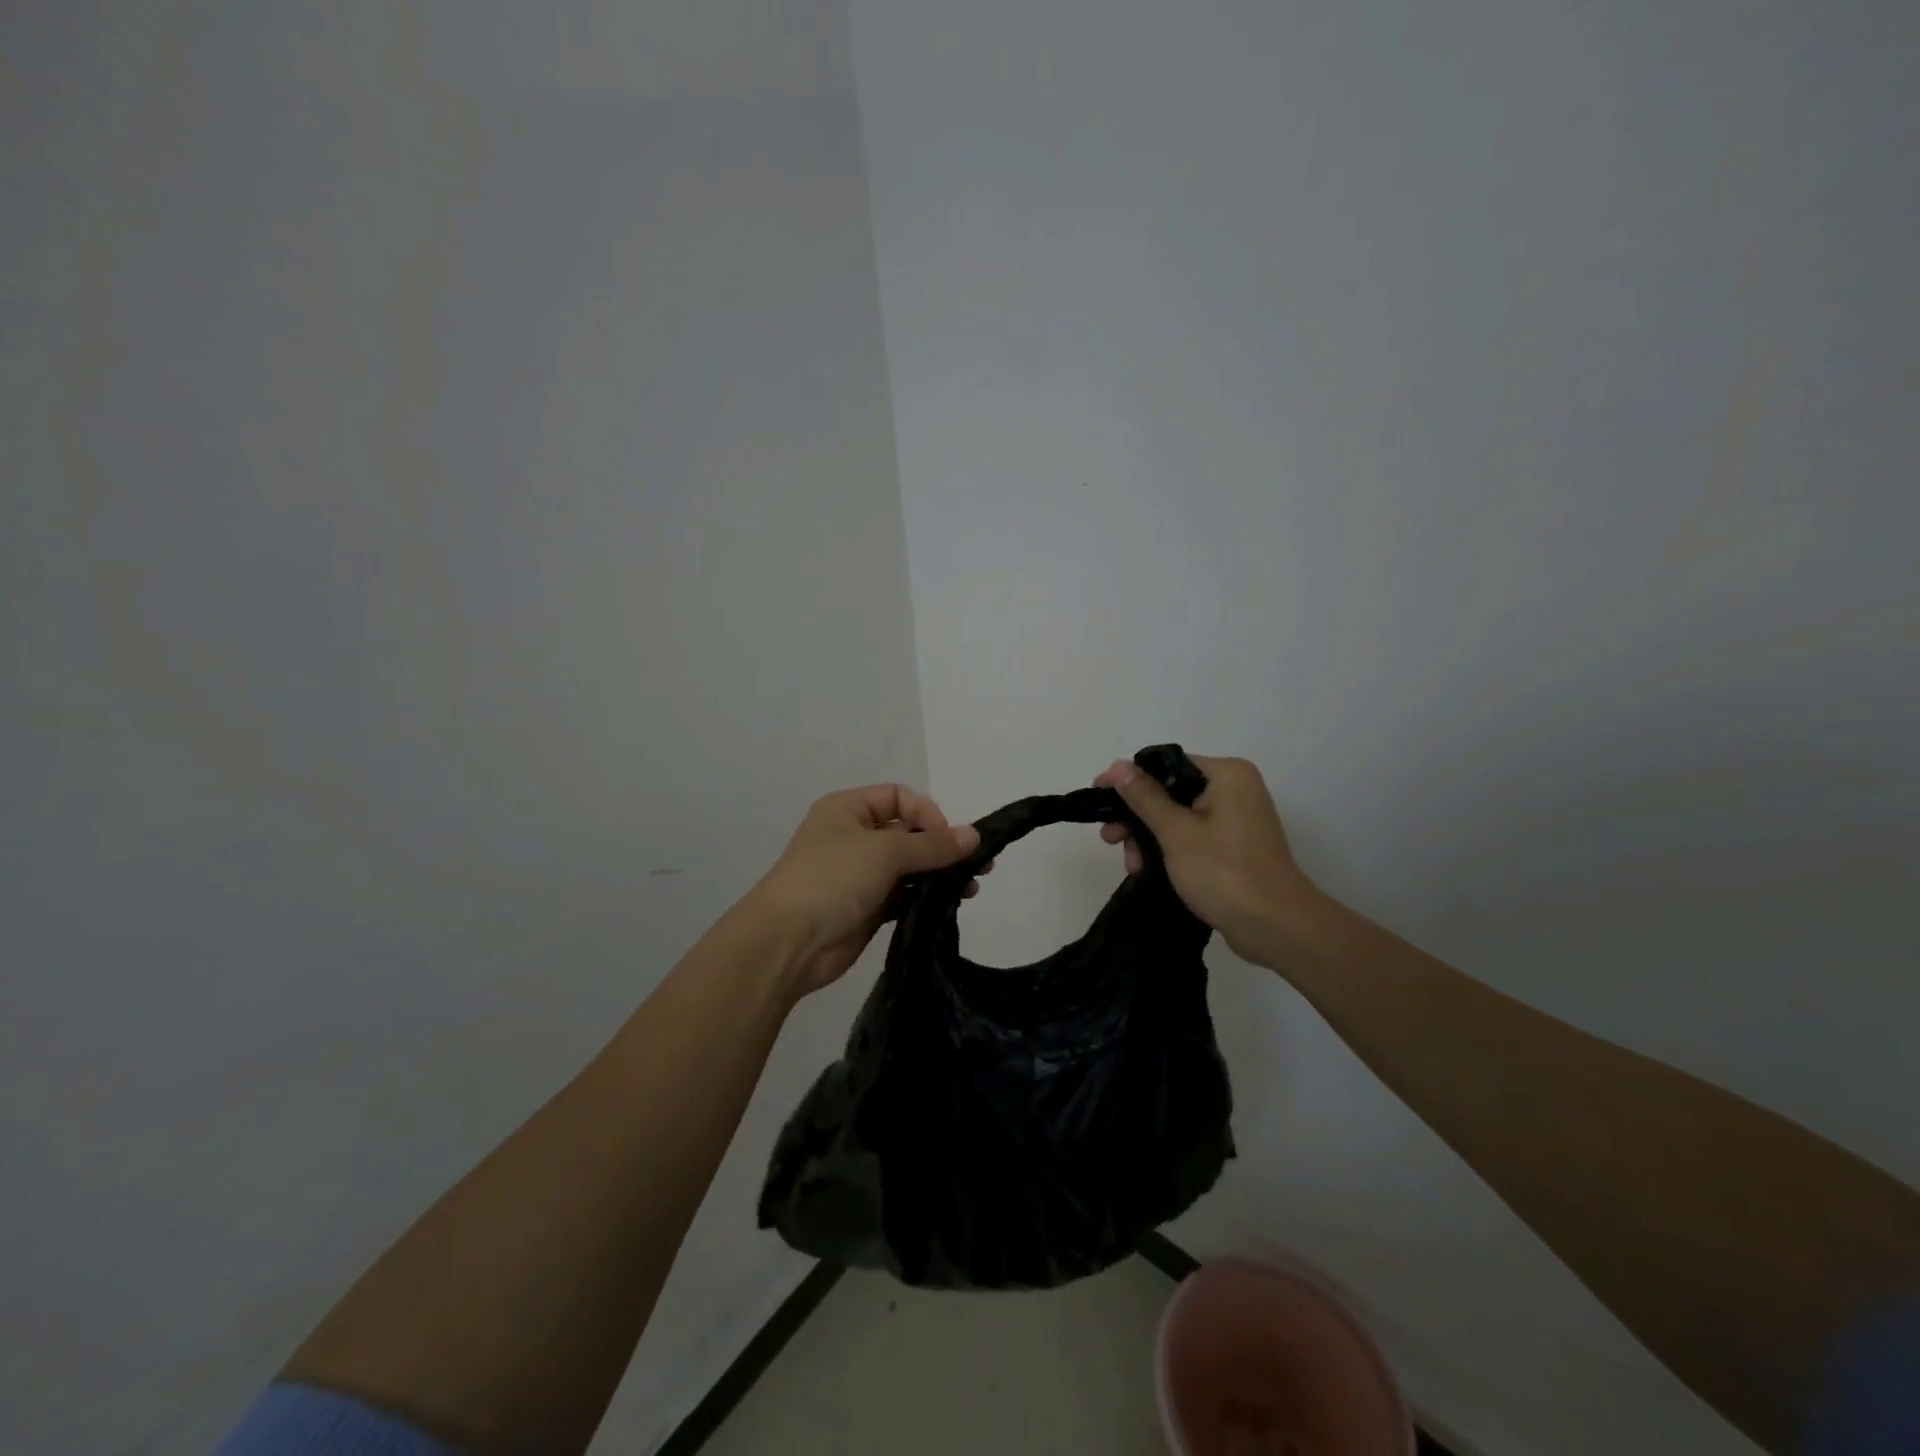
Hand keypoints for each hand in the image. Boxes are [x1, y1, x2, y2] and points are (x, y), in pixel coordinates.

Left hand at [745, 784, 984, 996]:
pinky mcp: (868, 907)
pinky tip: (952, 903)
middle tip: (979, 865)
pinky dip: (927, 896)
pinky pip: (905, 894)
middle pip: (908, 832)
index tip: (947, 840)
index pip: (899, 797)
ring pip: (910, 866)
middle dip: (942, 846)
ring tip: (971, 887)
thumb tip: (974, 835)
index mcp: (847, 809)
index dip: (927, 813)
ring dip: (940, 873)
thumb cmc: (832, 879)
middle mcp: (854, 837)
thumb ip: (932, 844)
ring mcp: (860, 874)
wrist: (788, 943)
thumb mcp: (884, 852)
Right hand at [1094, 755, 1318, 963]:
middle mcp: (1235, 789)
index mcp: (1227, 774)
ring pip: (1178, 817)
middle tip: (1110, 839)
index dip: (1129, 780)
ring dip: (1149, 838)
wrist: (1276, 927)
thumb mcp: (1175, 832)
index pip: (1166, 764)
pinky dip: (1168, 849)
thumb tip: (1117, 766)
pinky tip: (1146, 870)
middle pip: (1170, 791)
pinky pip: (1192, 836)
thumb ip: (1144, 797)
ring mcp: (1237, 819)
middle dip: (1137, 817)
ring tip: (1130, 865)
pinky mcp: (1235, 847)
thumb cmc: (1224, 872)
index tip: (1098, 797)